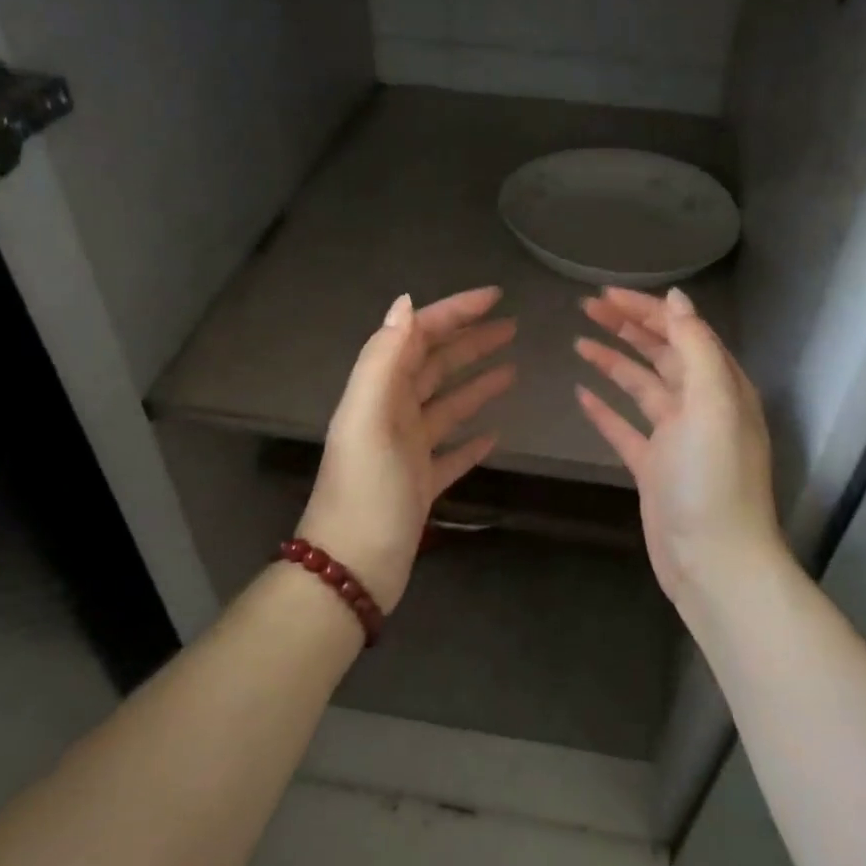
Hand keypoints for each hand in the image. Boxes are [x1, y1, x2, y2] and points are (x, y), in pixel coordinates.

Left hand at [296, 287, 515, 611]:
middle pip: (435, 366)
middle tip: (512, 327)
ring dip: (476, 384)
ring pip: (446, 406)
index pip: (417, 337)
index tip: (495, 297)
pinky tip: (495, 435)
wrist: (352, 568)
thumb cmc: (365, 490)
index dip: (453, 313)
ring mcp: (406, 451)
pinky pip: (451, 453)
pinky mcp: (420, 484)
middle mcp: (391, 414)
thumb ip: (384, 359)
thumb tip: (406, 303)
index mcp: (378, 393)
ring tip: (512, 370)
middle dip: (470, 342)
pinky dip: (471, 440)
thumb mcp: (368, 418)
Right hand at [574, 286, 785, 611]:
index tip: (605, 293)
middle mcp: (700, 405)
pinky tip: (581, 393)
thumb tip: (677, 298)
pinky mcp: (653, 467)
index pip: (682, 331)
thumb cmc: (713, 478)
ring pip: (641, 386)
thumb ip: (696, 347)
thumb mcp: (712, 402)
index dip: (646, 309)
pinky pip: (625, 428)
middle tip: (586, 307)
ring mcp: (675, 438)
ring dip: (613, 361)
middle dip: (627, 327)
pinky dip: (605, 409)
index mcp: (720, 385)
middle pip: (660, 353)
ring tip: (579, 340)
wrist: (713, 561)